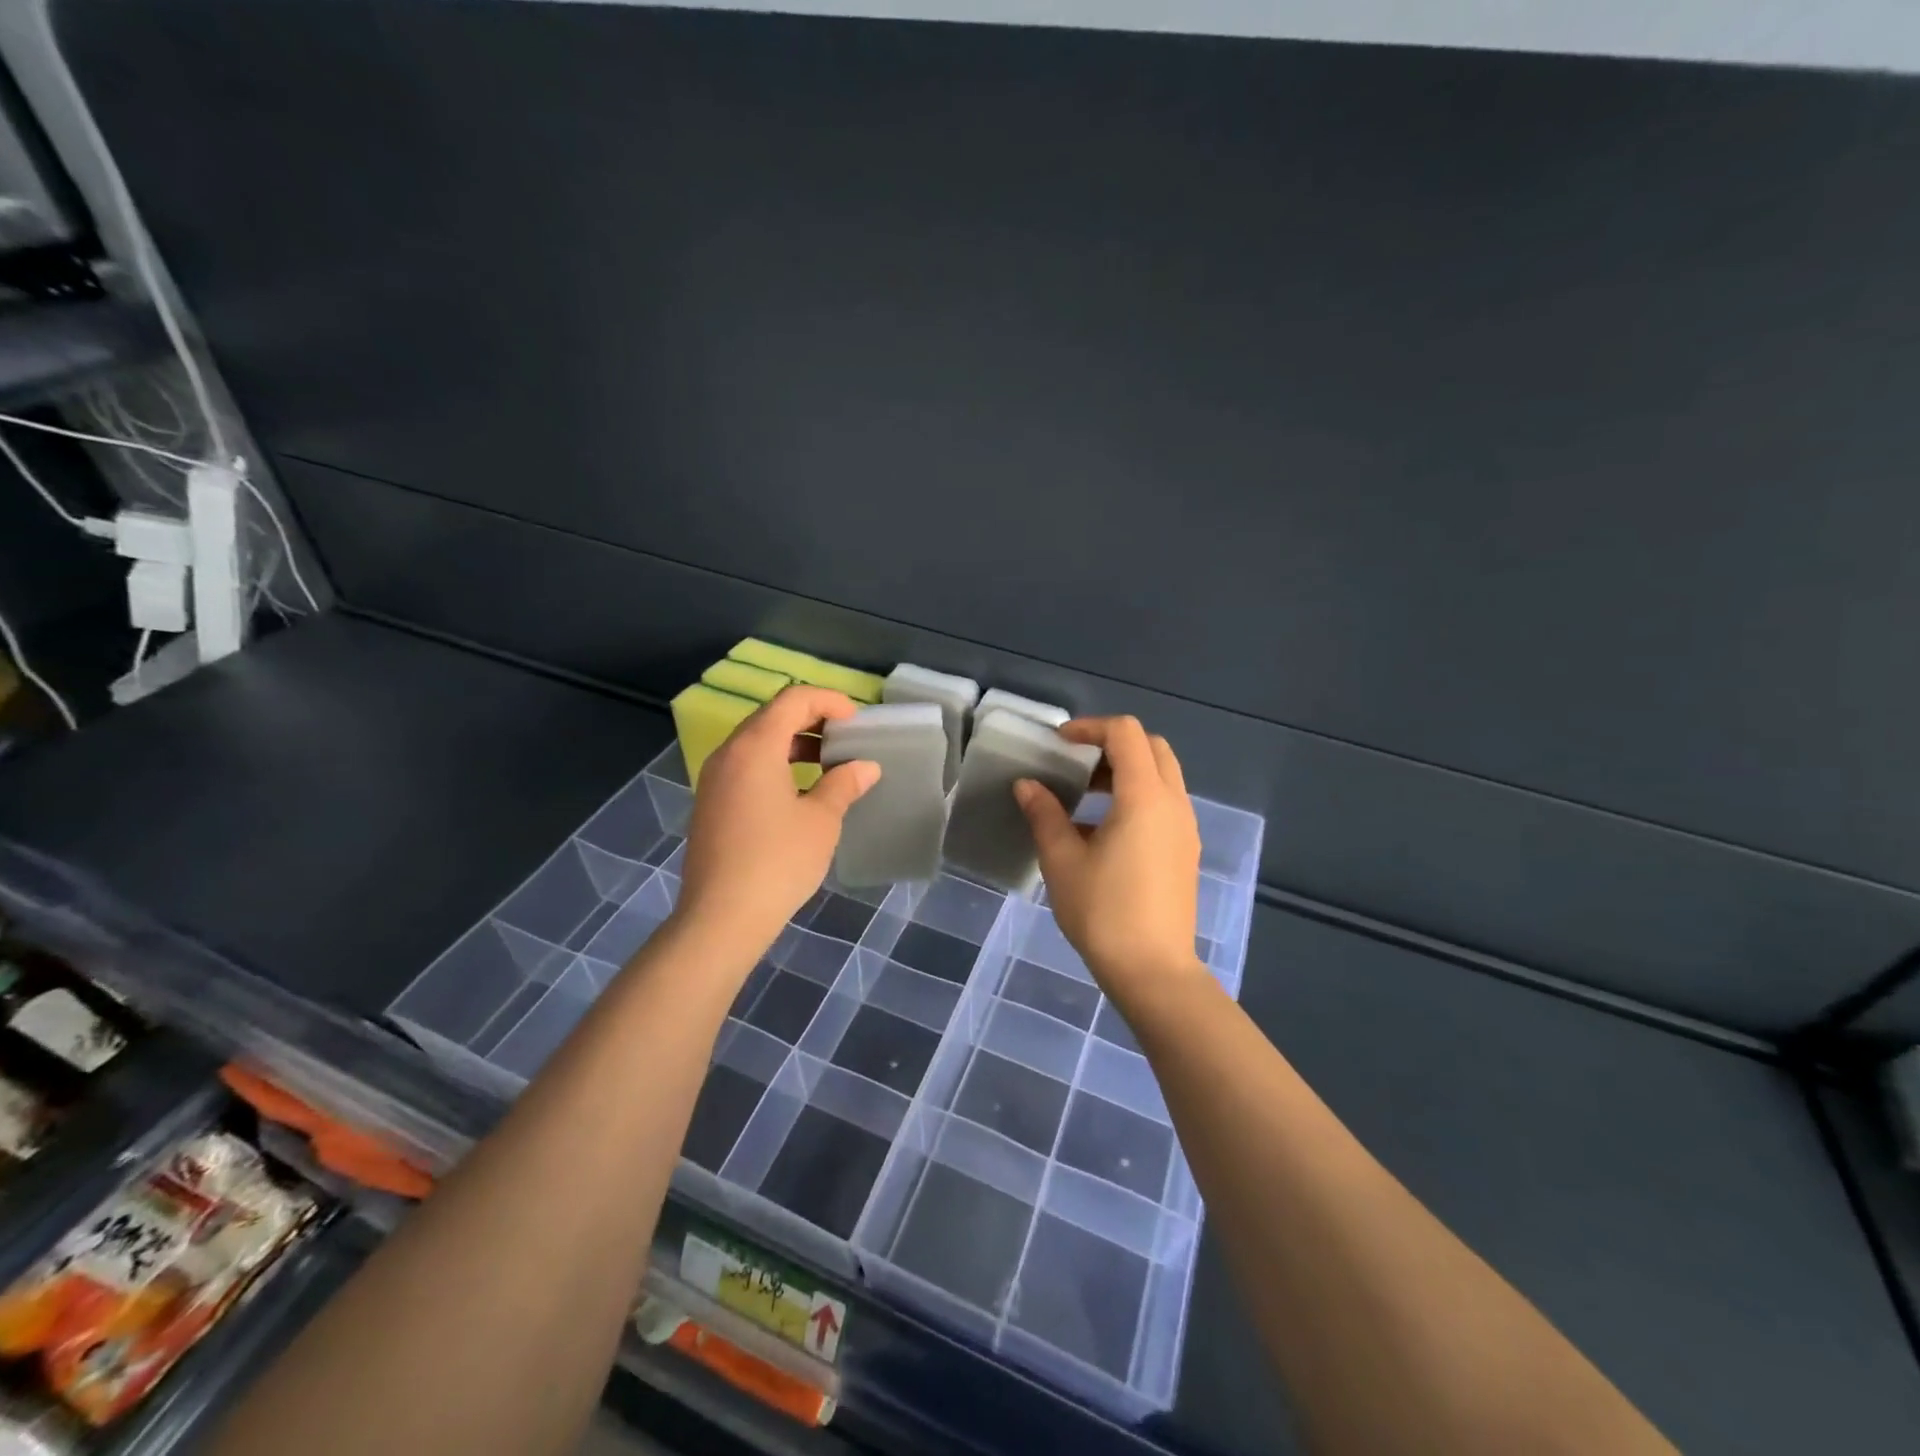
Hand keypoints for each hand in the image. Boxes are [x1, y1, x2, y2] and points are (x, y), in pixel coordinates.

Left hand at [675, 686, 880, 958]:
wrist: (721, 918)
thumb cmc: (778, 861)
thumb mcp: (821, 820)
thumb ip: (844, 784)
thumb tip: (866, 766)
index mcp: (755, 746)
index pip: (793, 699)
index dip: (829, 701)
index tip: (856, 723)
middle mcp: (728, 753)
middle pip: (772, 716)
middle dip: (813, 720)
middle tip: (846, 741)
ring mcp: (714, 779)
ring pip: (757, 742)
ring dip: (794, 743)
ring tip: (828, 765)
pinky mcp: (711, 803)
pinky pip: (746, 766)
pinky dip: (775, 764)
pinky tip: (800, 792)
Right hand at [1015, 716, 1204, 999]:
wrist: (1153, 971)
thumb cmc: (1103, 912)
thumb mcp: (1062, 860)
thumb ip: (1045, 814)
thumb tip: (1027, 785)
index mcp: (1145, 797)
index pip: (1126, 733)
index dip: (1090, 727)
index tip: (1059, 744)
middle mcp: (1174, 803)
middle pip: (1152, 747)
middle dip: (1113, 744)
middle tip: (1076, 764)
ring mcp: (1185, 827)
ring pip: (1162, 775)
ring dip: (1126, 771)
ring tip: (1084, 796)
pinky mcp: (1186, 850)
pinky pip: (1165, 803)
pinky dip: (1137, 796)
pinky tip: (1103, 830)